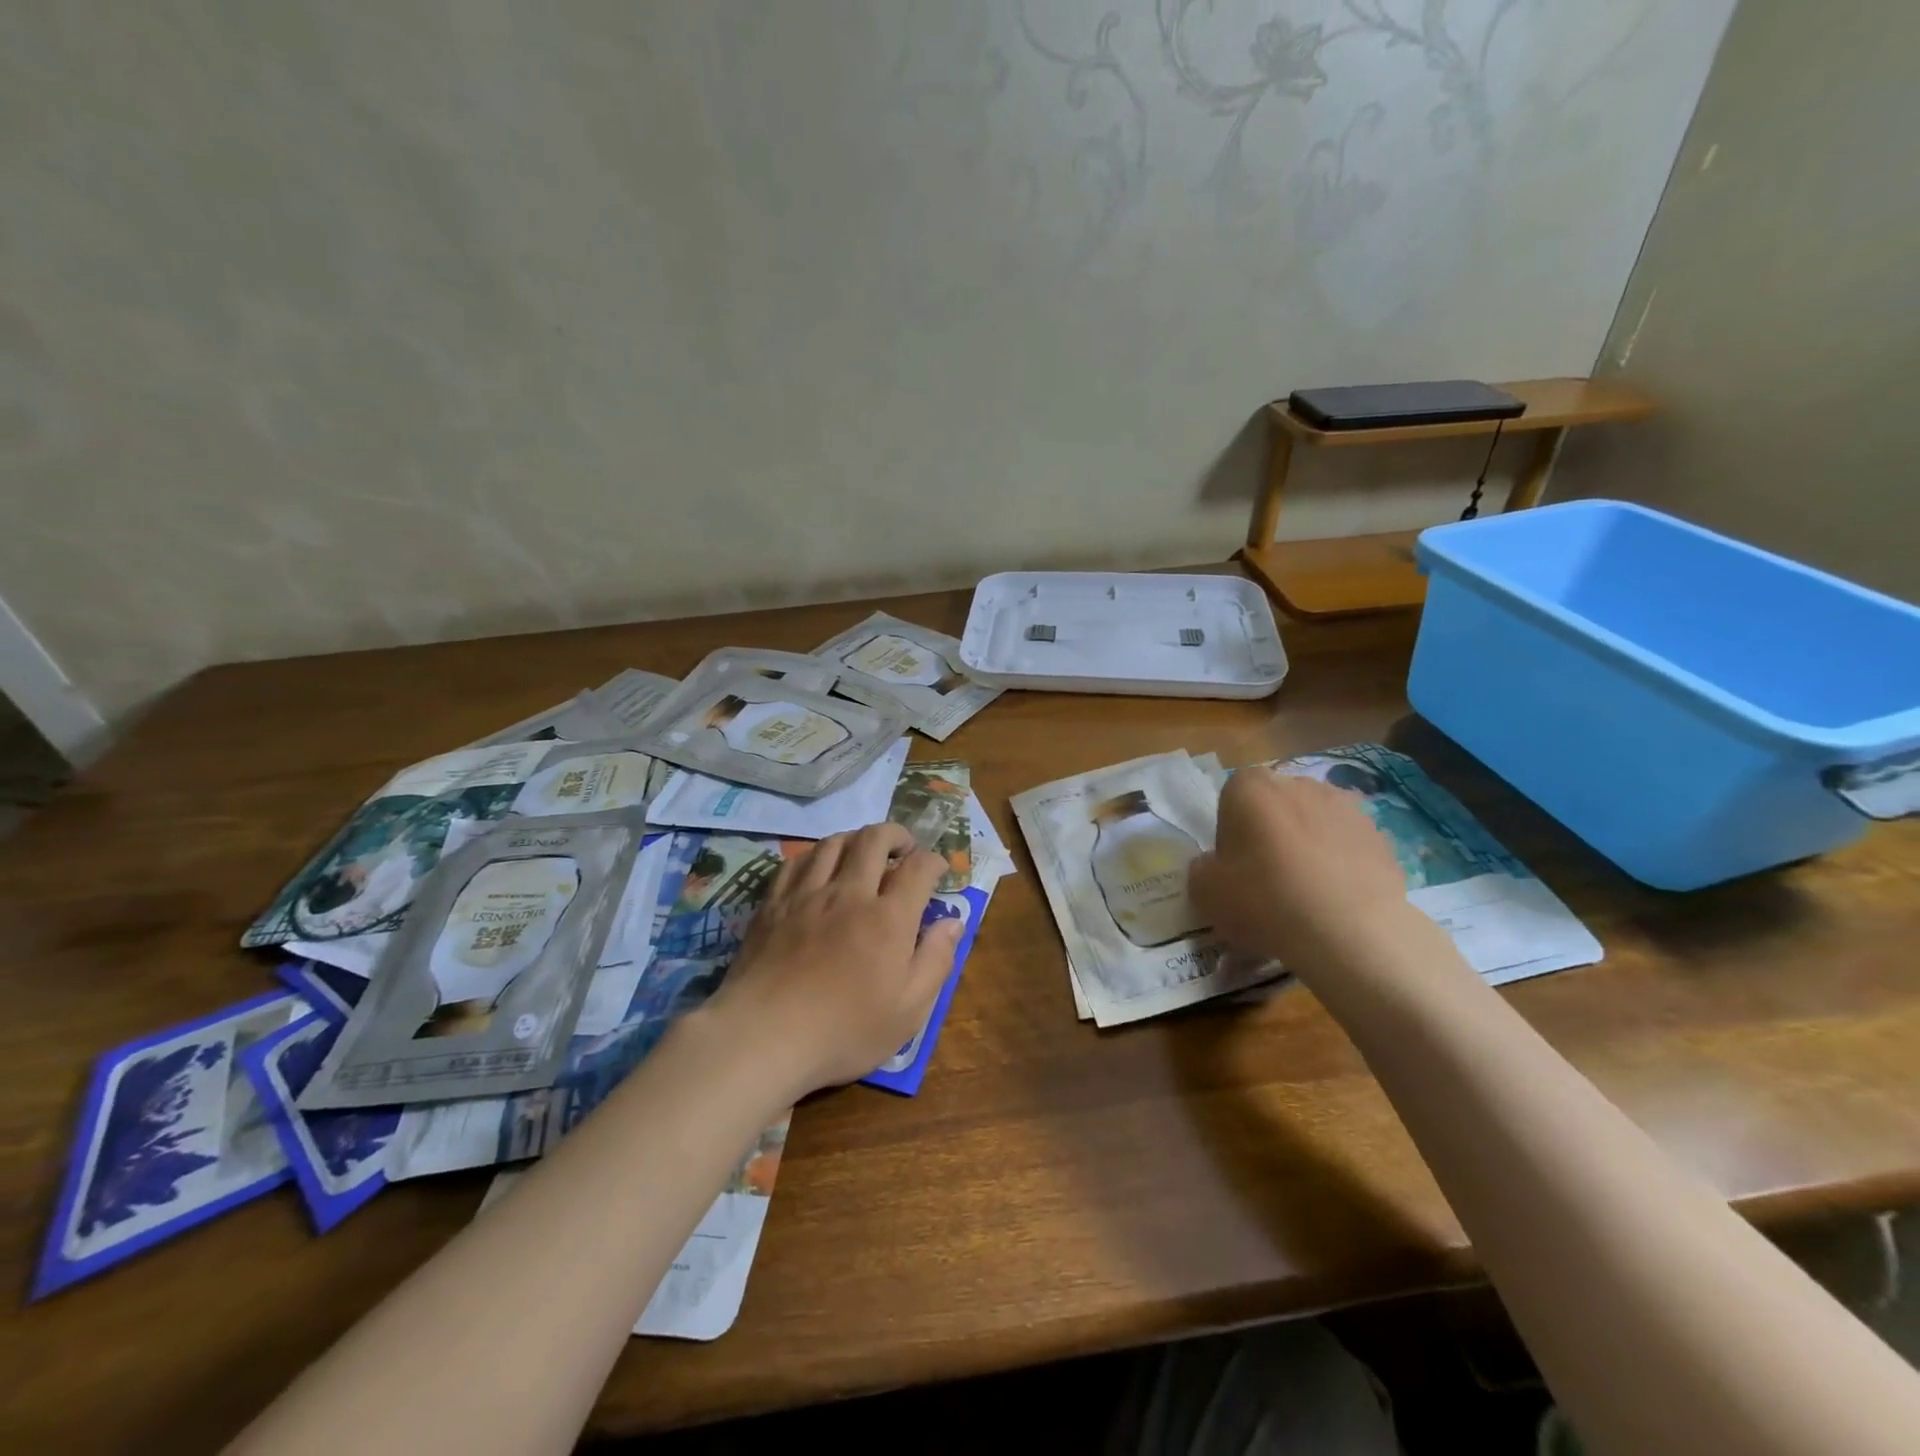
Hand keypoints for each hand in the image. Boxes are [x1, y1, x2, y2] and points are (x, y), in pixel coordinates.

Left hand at [705, 822, 962, 1097]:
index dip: (934, 861)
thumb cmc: (843, 1032)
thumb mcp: (908, 1012)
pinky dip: (816, 854)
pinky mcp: (774, 903)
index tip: (938, 871)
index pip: (918, 868)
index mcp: (888, 918)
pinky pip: (797, 860)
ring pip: (835, 842)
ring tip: (864, 854)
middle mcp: (849, 893)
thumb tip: (953, 923)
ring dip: (857, 839)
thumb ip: (935, 961)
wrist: (762, 1037)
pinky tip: (819, 867)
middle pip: (875, 839)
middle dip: (897, 835)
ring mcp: (807, 894)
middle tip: (904, 849)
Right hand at [1189, 768, 1420, 981]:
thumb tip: (1213, 866)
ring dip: (1308, 846)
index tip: (1234, 866)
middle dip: (1270, 833)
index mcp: (1250, 787)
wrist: (1349, 931)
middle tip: (1267, 879)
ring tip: (1307, 893)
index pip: (1231, 798)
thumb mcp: (1205, 891)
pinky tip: (1336, 900)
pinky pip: (1347, 845)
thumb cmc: (1263, 899)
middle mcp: (1298, 783)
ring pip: (1314, 822)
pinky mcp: (1380, 834)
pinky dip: (1341, 864)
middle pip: (1275, 805)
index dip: (1230, 832)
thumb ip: (1202, 868)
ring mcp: (1345, 806)